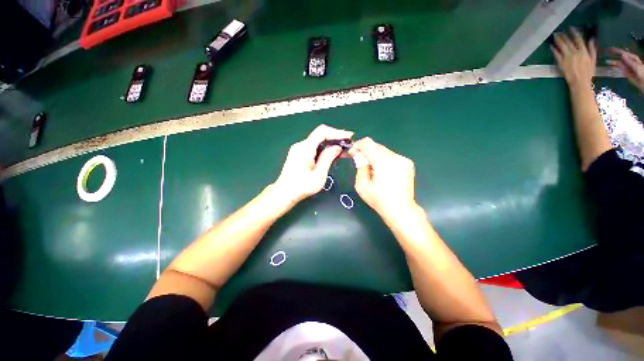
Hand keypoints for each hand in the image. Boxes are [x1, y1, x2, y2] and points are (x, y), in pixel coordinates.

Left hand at [273, 124, 353, 204]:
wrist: (284, 193)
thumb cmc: (302, 186)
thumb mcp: (319, 174)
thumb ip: (328, 158)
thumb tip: (337, 147)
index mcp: (305, 148)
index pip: (322, 132)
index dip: (337, 132)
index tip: (349, 137)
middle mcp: (301, 145)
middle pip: (320, 135)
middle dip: (335, 139)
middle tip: (348, 146)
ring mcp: (298, 149)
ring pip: (317, 141)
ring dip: (330, 145)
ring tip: (342, 152)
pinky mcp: (298, 154)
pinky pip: (313, 147)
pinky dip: (323, 149)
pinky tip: (331, 156)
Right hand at [350, 137, 416, 221]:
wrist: (401, 209)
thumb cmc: (379, 200)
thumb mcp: (362, 185)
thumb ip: (360, 166)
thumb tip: (358, 155)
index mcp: (383, 162)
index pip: (367, 143)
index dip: (357, 145)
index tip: (353, 153)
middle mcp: (395, 156)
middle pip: (376, 145)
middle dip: (366, 151)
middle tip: (360, 162)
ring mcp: (403, 159)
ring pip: (384, 150)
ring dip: (375, 156)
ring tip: (372, 170)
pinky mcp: (408, 163)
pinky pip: (391, 156)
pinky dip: (384, 160)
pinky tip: (383, 172)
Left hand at [552, 28, 596, 88]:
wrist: (580, 82)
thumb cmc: (588, 72)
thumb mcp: (593, 60)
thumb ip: (592, 49)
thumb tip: (592, 39)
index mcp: (583, 51)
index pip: (578, 39)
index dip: (574, 32)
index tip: (570, 28)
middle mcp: (575, 52)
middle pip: (568, 41)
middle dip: (563, 35)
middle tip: (559, 31)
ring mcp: (567, 57)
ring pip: (562, 46)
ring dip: (558, 40)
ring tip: (555, 35)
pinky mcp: (561, 63)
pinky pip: (556, 54)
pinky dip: (553, 49)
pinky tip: (551, 46)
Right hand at [607, 48, 643, 93]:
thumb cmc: (642, 73)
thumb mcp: (636, 66)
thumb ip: (629, 61)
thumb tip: (622, 54)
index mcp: (632, 59)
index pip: (624, 53)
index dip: (617, 51)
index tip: (610, 49)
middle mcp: (629, 62)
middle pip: (620, 59)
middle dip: (614, 58)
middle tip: (607, 56)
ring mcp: (628, 68)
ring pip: (619, 65)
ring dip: (613, 64)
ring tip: (607, 63)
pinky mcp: (626, 74)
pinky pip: (620, 72)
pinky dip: (615, 71)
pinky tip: (611, 70)